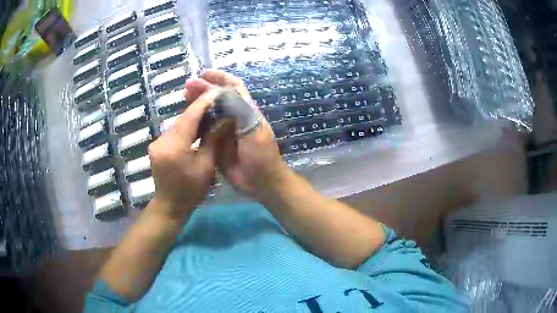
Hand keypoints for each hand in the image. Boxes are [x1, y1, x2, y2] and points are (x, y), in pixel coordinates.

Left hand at [148, 89, 219, 221]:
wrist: (170, 205)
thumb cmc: (191, 191)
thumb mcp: (206, 166)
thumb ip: (213, 140)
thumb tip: (225, 119)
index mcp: (175, 147)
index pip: (190, 117)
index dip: (204, 103)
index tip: (217, 92)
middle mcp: (162, 141)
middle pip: (183, 119)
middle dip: (199, 108)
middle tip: (216, 101)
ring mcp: (157, 143)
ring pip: (178, 124)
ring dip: (193, 117)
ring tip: (210, 111)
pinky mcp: (157, 145)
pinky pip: (174, 131)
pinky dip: (186, 127)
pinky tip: (197, 126)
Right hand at [184, 69, 292, 201]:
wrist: (261, 182)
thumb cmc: (261, 155)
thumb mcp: (253, 129)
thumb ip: (239, 110)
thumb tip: (220, 92)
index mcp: (246, 110)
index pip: (233, 86)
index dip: (220, 77)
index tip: (203, 74)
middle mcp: (234, 117)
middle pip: (218, 98)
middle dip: (203, 89)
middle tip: (186, 87)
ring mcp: (224, 131)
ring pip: (209, 112)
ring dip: (197, 103)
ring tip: (183, 98)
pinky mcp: (216, 144)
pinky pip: (204, 130)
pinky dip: (195, 123)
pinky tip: (185, 120)